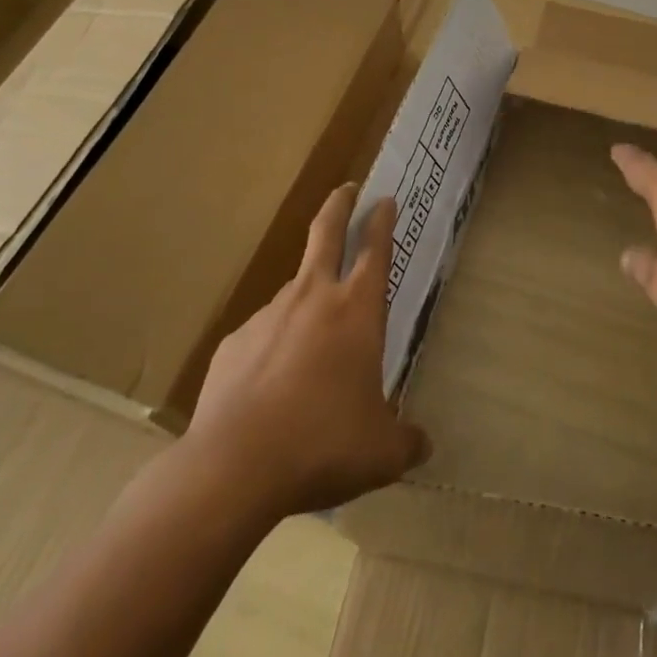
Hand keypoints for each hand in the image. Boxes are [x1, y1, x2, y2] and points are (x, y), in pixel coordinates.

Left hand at [187, 184, 428, 516]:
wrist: (233, 468)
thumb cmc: (323, 443)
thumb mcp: (380, 451)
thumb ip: (406, 441)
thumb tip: (423, 445)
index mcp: (357, 309)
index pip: (375, 248)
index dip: (381, 220)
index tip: (384, 199)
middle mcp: (314, 297)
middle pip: (326, 232)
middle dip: (339, 204)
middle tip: (347, 188)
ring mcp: (269, 316)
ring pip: (293, 292)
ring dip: (306, 300)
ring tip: (311, 343)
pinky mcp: (233, 344)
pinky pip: (261, 337)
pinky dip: (272, 349)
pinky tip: (270, 388)